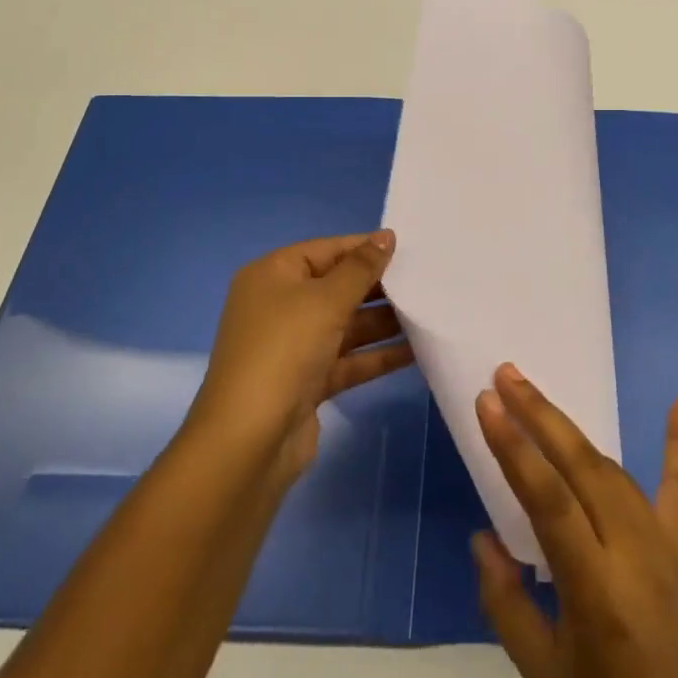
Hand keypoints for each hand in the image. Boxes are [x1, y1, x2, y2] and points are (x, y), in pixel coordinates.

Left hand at [191, 231, 412, 480]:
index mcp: (272, 276)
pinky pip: (348, 359)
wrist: (248, 442)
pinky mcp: (307, 381)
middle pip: (336, 287)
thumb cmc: (284, 350)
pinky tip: (415, 350)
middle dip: (378, 286)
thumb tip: (386, 236)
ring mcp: (292, 346)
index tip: (408, 248)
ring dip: (383, 321)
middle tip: (425, 281)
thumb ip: (361, 268)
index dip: (364, 247)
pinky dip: (377, 355)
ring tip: (429, 312)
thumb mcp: (326, 299)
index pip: (325, 250)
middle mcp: (279, 306)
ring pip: (346, 324)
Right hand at [473, 366, 677, 677]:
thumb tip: (483, 537)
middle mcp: (635, 553)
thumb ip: (506, 603)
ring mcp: (668, 545)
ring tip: (537, 397)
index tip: (487, 402)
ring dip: (573, 431)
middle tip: (507, 375)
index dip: (514, 447)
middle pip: (582, 467)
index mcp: (596, 590)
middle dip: (540, 415)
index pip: (548, 499)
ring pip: (614, 471)